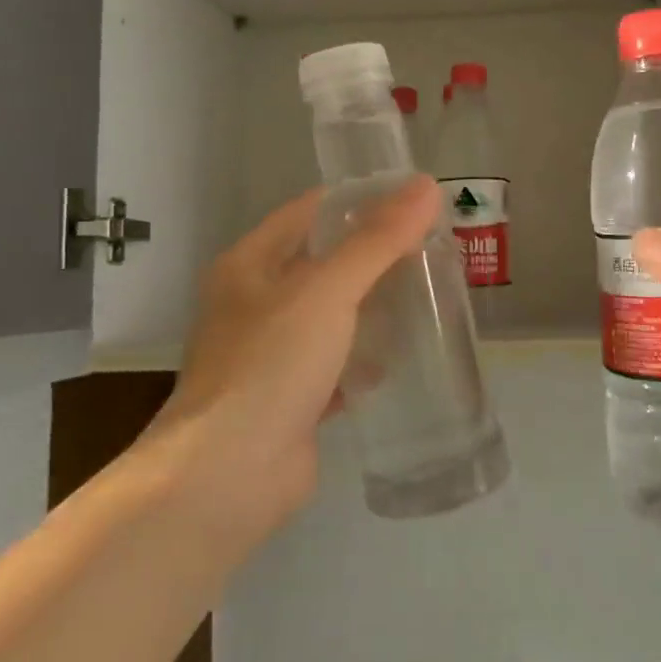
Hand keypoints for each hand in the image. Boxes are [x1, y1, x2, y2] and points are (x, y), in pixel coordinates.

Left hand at [145, 176, 442, 538]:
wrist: (229, 475)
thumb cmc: (271, 365)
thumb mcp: (327, 291)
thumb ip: (377, 240)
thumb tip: (426, 185)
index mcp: (250, 265)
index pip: (309, 212)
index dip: (358, 201)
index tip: (412, 201)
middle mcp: (255, 304)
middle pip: (323, 264)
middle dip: (374, 256)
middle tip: (431, 247)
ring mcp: (272, 354)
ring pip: (331, 316)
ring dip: (372, 306)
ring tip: (427, 293)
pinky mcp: (292, 397)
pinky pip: (336, 364)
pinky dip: (365, 357)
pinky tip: (402, 355)